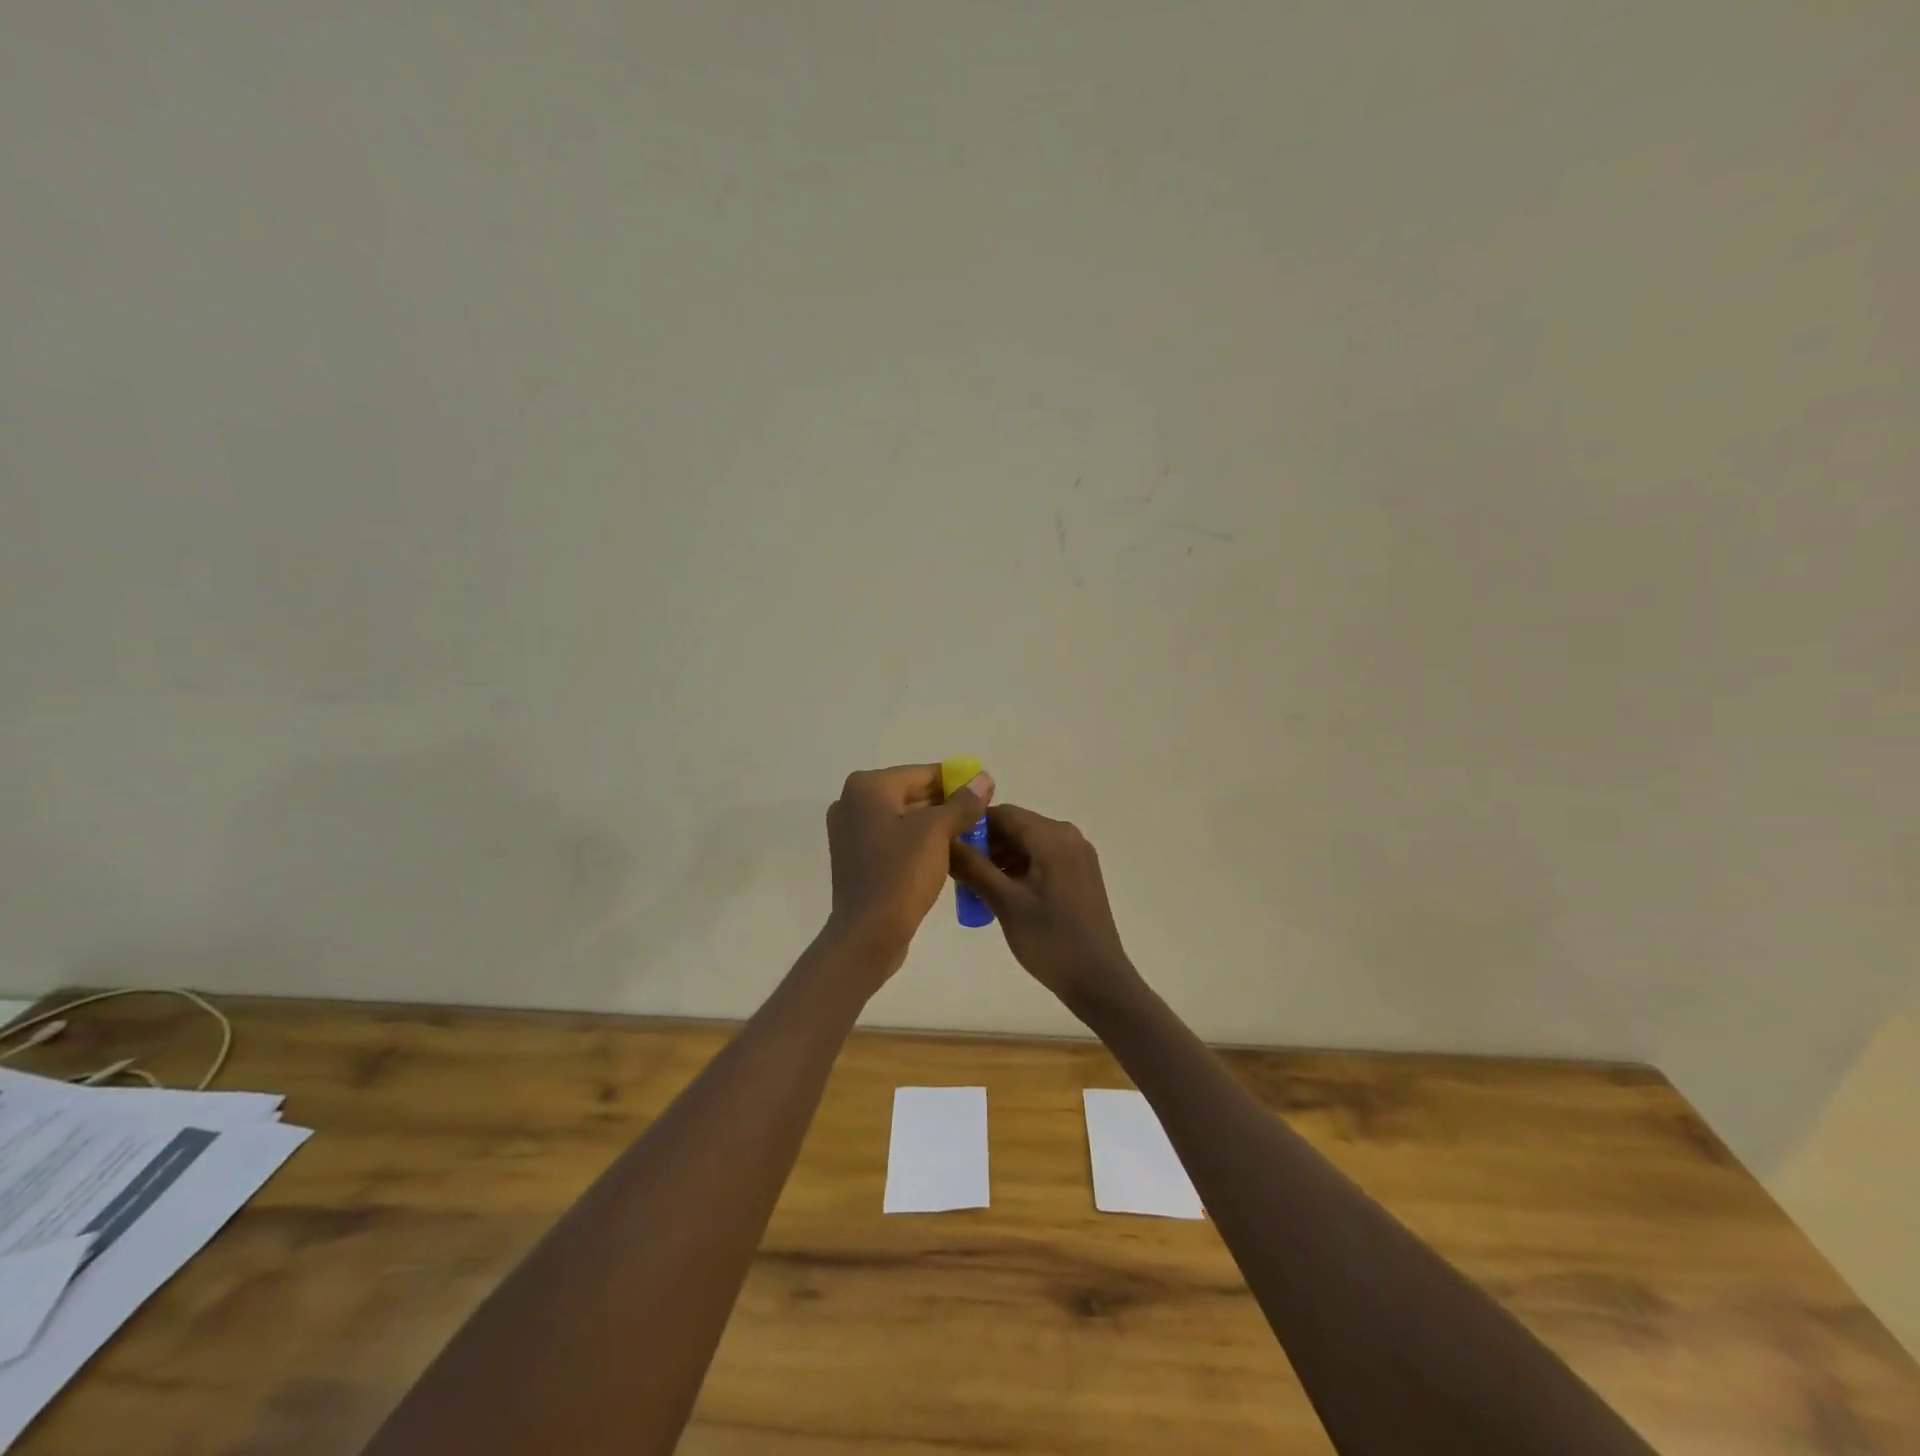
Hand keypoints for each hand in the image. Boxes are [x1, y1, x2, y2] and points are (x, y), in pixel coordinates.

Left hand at [823, 763, 993, 968]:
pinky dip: (917, 842)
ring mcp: (851, 832)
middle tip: (981, 820)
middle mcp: (853, 802)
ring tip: (969, 838)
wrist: (868, 934)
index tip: (985, 796)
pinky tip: (944, 856)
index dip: (957, 783)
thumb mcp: (937, 832)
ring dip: (935, 825)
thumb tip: (984, 778)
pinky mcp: (856, 858)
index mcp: (868, 787)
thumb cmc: (901, 874)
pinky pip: (893, 839)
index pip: (923, 773)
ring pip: (904, 818)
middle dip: (947, 805)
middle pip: (912, 793)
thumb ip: (962, 803)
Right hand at [948, 804, 1139, 1014]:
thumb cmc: (1050, 939)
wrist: (1098, 980)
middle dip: (986, 846)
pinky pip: (1042, 859)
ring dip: (1001, 859)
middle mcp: (1068, 836)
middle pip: (1017, 827)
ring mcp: (1078, 855)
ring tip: (975, 887)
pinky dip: (1019, 869)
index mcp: (1052, 836)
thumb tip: (944, 841)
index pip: (1003, 814)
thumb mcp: (1005, 902)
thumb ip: (973, 867)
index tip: (948, 849)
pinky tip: (1001, 893)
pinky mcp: (1080, 874)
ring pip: (1028, 844)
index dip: (972, 827)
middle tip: (959, 873)